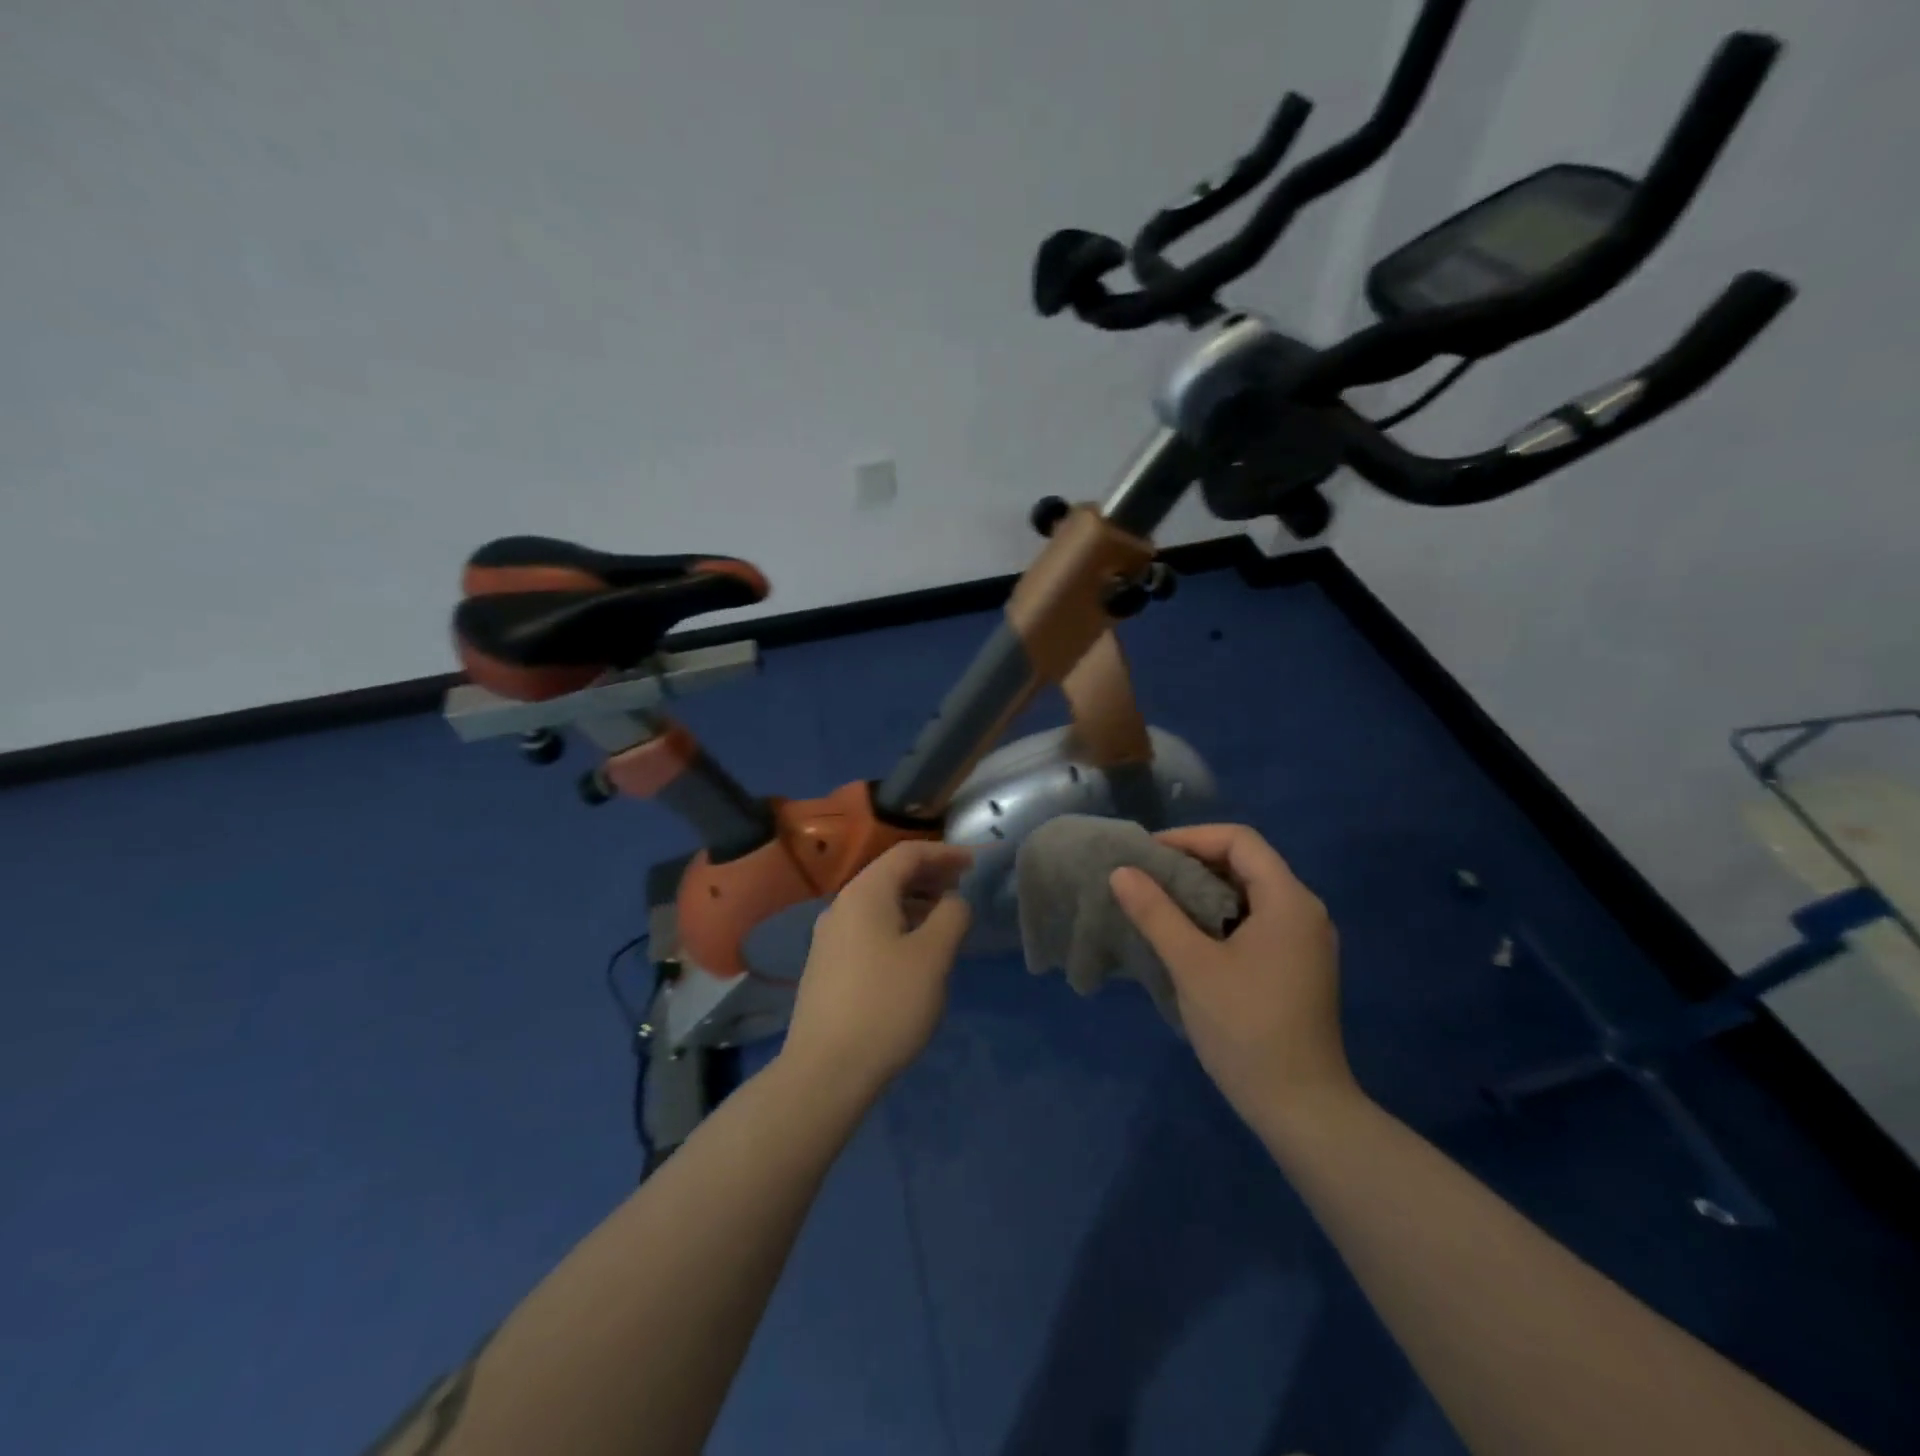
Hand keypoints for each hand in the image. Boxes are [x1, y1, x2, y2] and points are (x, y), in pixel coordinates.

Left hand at [782, 841, 973, 1094]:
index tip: (974, 864)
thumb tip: (954, 901)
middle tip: (964, 889)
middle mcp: (841, 906)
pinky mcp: (827, 966)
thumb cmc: (886, 1005)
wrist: (825, 1071)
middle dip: (930, 876)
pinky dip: (897, 925)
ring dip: (915, 903)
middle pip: (890, 875)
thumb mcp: (932, 957)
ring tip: (945, 921)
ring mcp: (829, 938)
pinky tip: (914, 952)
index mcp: (865, 893)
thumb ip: (952, 916)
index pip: (907, 853)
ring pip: (879, 904)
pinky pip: (868, 928)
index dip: (944, 853)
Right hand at [1110, 824, 1356, 1128]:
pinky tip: (1187, 936)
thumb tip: (1121, 871)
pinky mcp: (1297, 966)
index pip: (1239, 840)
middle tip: (1146, 877)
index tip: (1148, 854)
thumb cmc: (1246, 1028)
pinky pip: (1255, 921)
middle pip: (1246, 863)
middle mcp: (1304, 911)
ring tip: (1158, 902)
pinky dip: (1219, 916)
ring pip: (1249, 894)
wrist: (1302, 1108)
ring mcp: (1304, 941)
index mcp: (1288, 900)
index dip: (1191, 837)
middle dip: (1193, 862)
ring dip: (1204, 891)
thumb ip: (1156, 913)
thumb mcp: (1192, 965)